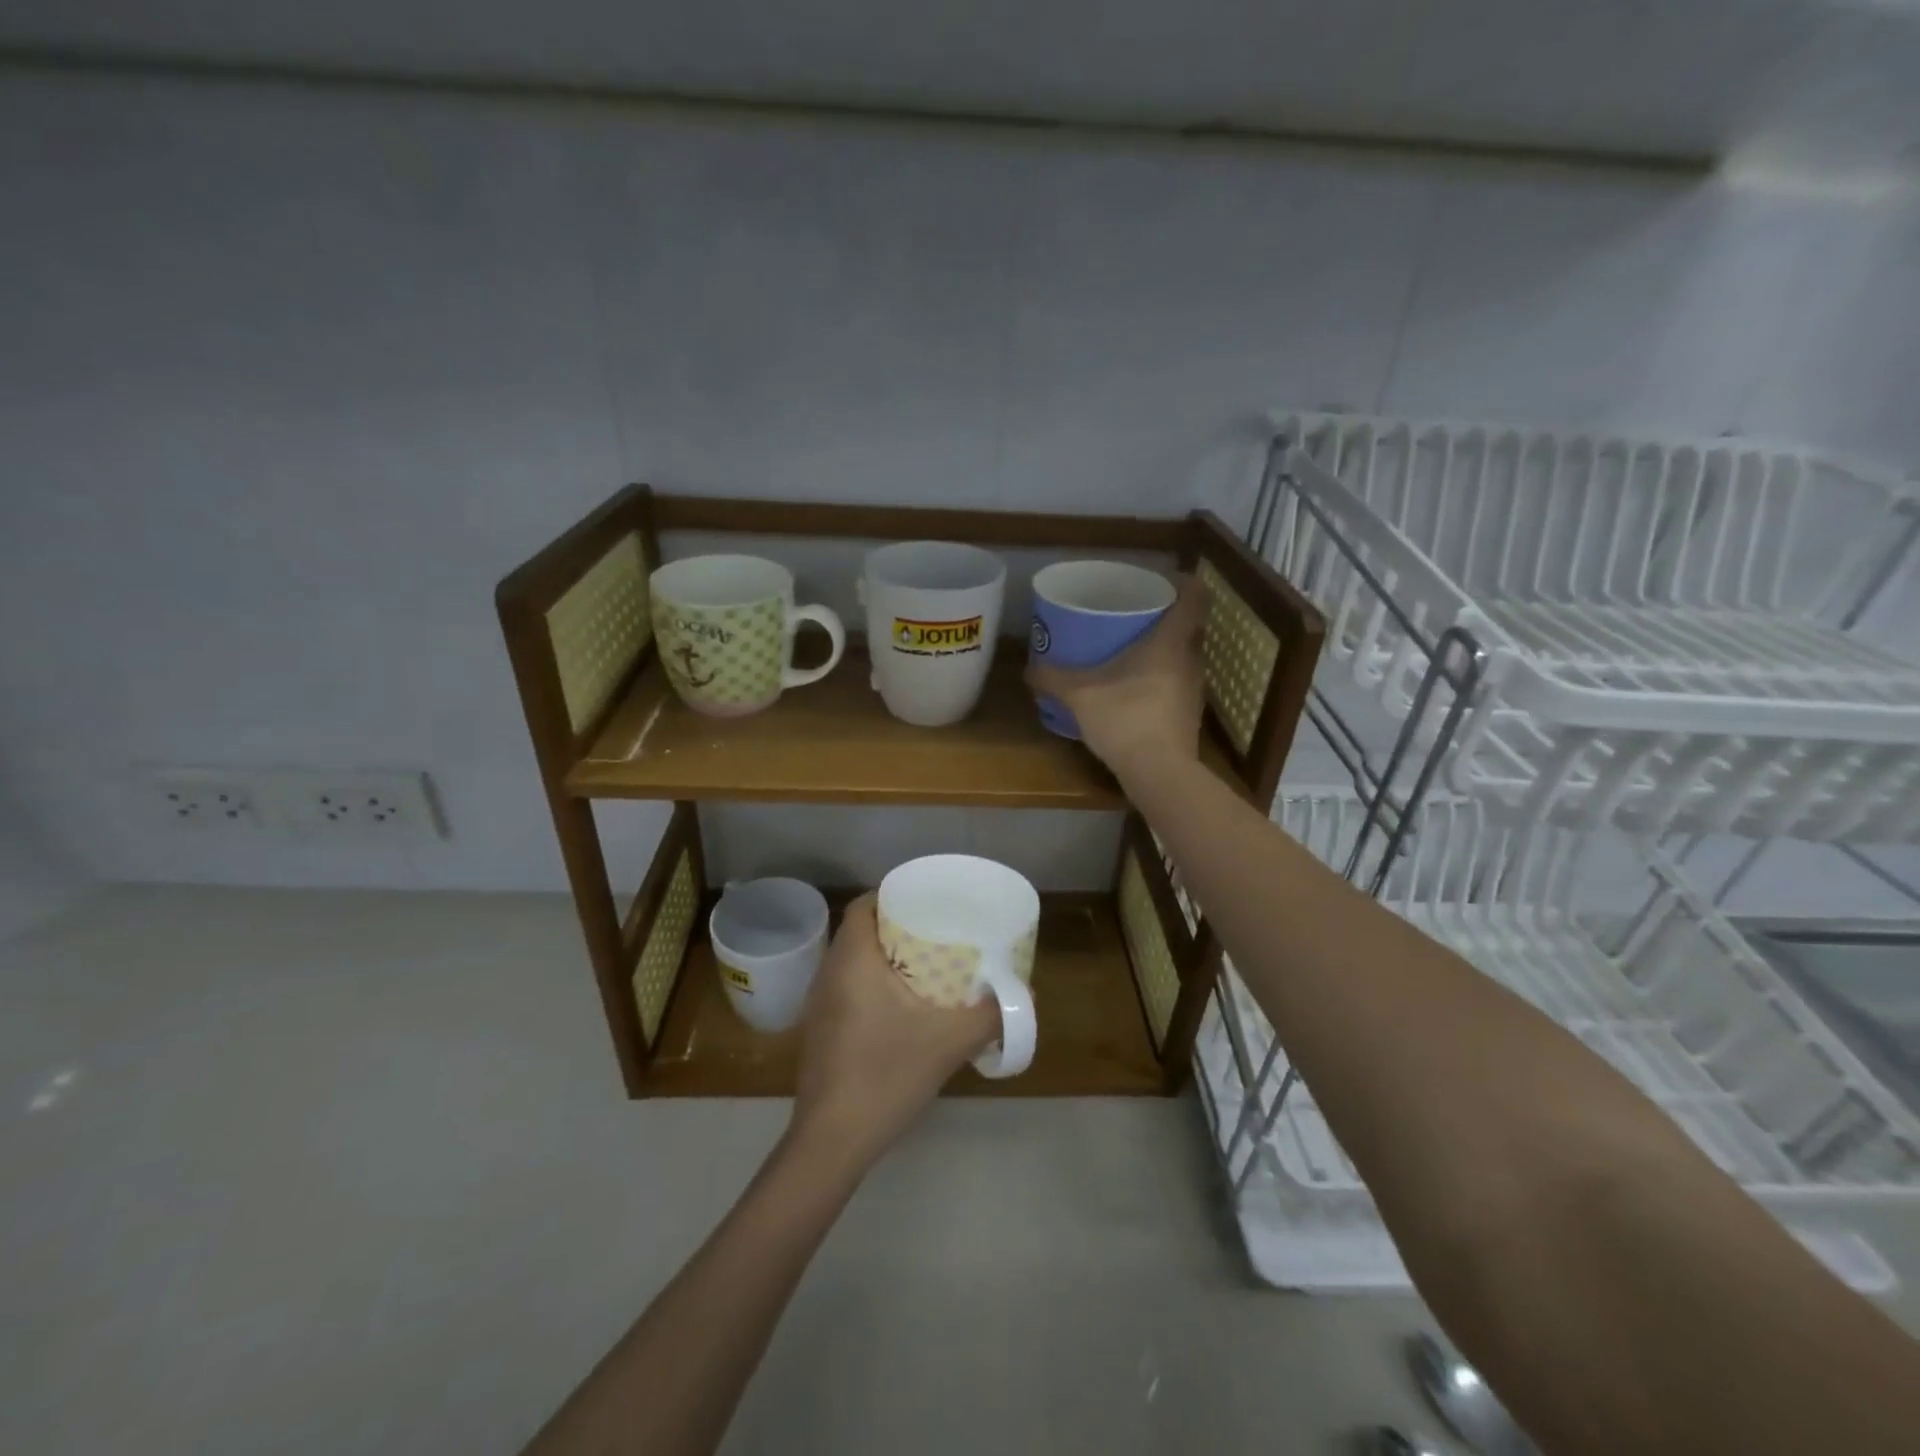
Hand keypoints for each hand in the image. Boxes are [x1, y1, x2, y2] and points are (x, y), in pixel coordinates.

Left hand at [790, 894, 997, 1169]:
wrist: (832, 1141)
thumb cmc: (886, 1076)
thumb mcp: (949, 1042)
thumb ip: (991, 1015)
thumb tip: (1026, 996)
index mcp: (852, 960)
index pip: (864, 905)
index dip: (893, 895)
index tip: (928, 902)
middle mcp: (828, 972)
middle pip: (860, 930)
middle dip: (896, 925)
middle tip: (937, 931)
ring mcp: (819, 1003)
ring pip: (853, 960)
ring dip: (885, 956)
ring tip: (926, 963)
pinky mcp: (820, 1030)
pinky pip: (848, 986)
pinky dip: (874, 982)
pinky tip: (903, 1005)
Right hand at [1026, 574, 1208, 779]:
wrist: (1159, 772)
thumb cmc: (1125, 718)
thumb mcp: (1079, 695)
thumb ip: (1053, 679)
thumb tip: (1028, 670)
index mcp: (1170, 642)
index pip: (1194, 598)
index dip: (1184, 583)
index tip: (1165, 581)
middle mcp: (1190, 660)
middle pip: (1189, 627)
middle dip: (1166, 619)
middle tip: (1136, 616)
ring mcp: (1194, 690)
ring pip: (1184, 658)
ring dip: (1164, 652)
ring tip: (1133, 651)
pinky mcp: (1189, 716)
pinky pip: (1177, 685)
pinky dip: (1161, 680)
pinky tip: (1136, 691)